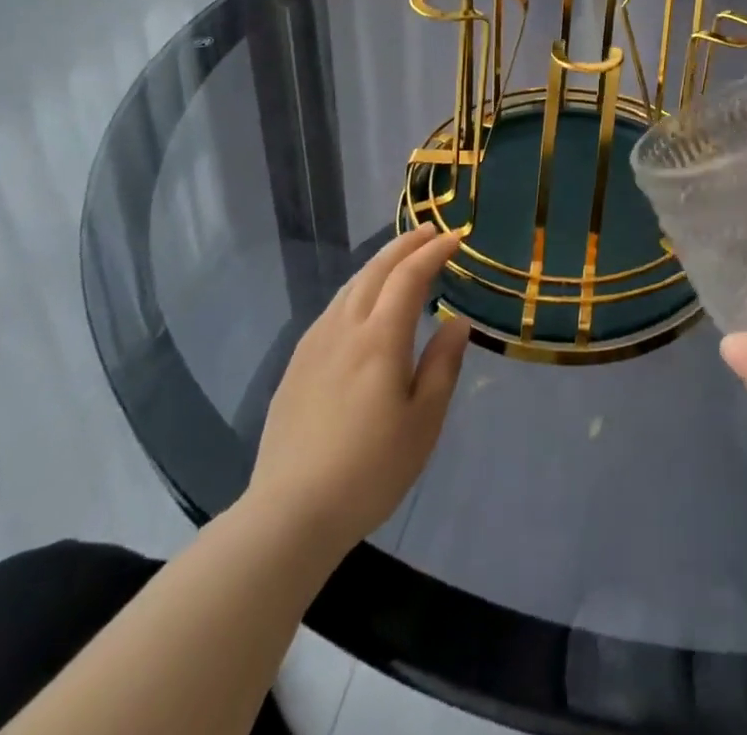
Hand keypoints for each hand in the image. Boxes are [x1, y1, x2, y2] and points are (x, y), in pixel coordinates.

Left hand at [244, 226, 469, 562]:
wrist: (289, 514)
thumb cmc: (370, 469)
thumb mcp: (424, 421)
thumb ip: (442, 365)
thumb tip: (457, 322)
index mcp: (379, 339)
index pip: (409, 277)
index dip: (434, 253)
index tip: (456, 238)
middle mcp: (344, 330)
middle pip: (375, 271)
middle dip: (405, 246)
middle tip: (430, 232)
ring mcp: (314, 346)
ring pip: (350, 287)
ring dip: (378, 264)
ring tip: (400, 257)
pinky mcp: (296, 366)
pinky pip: (331, 309)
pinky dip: (356, 288)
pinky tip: (360, 301)